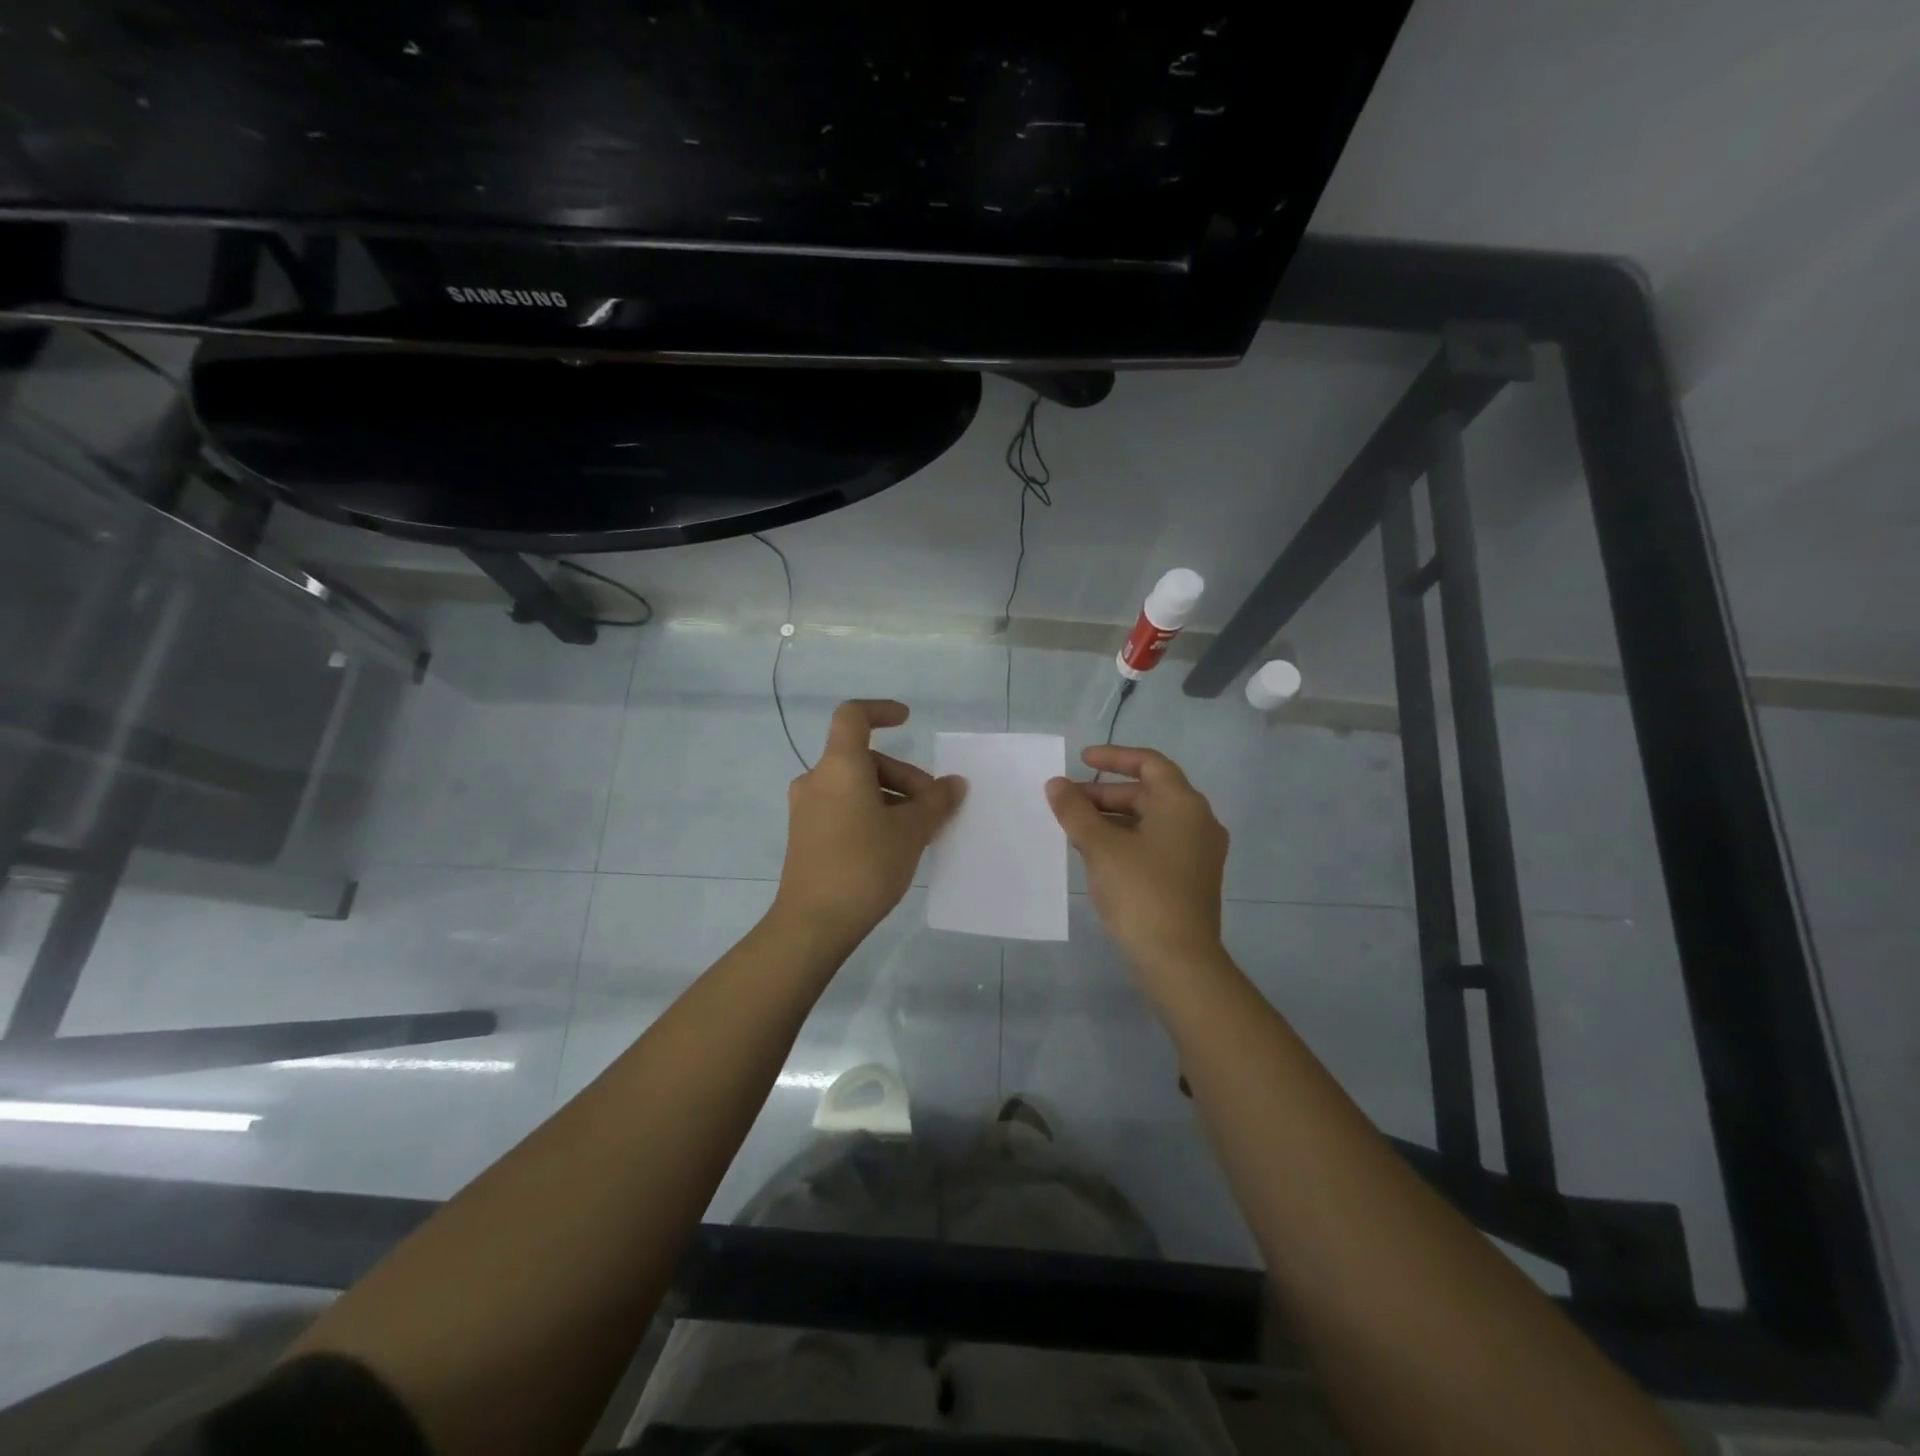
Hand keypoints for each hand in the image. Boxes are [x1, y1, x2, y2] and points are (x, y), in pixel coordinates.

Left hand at [771, 700, 965, 947]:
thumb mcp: (911, 832)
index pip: (853, 716)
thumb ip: (936, 801)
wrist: (813, 923)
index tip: (908, 721)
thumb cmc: (864, 865)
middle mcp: (817, 780)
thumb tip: (954, 784)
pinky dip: (871, 812)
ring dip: (890, 797)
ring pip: (855, 786)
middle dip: (903, 776)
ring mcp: (807, 809)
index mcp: (839, 767)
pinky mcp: (805, 835)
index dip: (881, 711)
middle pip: (863, 759)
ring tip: (919, 830)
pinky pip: (843, 807)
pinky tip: (894, 844)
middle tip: (933, 806)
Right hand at [1047, 745, 1228, 974]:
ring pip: (1150, 821)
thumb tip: (1056, 785)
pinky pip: (1156, 844)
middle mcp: (1198, 822)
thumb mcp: (1100, 847)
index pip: (1149, 763)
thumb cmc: (1140, 892)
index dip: (1114, 757)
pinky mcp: (1191, 878)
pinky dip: (1126, 840)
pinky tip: (1096, 855)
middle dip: (1105, 793)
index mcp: (1184, 804)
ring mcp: (1198, 853)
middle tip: (1067, 802)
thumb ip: (1075, 810)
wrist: (1178, 960)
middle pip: (1149, 793)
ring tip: (1074, 828)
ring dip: (1112, 818)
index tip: (1081, 760)